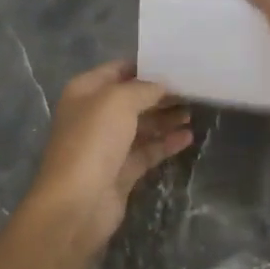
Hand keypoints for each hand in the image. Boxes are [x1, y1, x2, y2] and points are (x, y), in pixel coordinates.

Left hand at [24, 60, 193, 248]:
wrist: (76, 204)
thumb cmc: (93, 141)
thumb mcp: (118, 101)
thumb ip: (144, 88)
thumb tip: (162, 86)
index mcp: (85, 92)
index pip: (118, 70)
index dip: (145, 66)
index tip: (176, 64)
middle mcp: (94, 115)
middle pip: (132, 98)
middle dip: (159, 93)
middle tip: (192, 88)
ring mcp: (107, 145)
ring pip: (141, 125)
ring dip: (165, 118)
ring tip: (193, 111)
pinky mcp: (121, 171)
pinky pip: (147, 151)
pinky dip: (166, 143)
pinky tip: (187, 137)